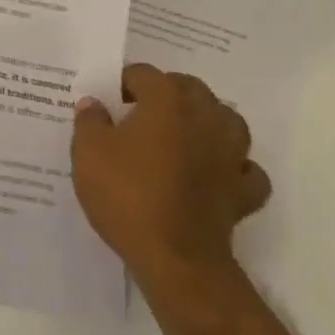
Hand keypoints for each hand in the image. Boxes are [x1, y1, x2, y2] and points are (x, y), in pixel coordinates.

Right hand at [70, 64, 271, 292]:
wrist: (175, 259)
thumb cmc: (127, 195)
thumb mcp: (87, 151)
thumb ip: (90, 120)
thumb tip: (94, 103)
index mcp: (166, 102)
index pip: (145, 74)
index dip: (123, 82)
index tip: (108, 100)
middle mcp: (204, 119)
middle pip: (191, 89)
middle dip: (168, 92)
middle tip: (141, 110)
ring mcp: (230, 156)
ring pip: (228, 121)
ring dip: (208, 120)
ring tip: (183, 132)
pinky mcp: (243, 193)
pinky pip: (246, 169)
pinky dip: (234, 166)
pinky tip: (216, 172)